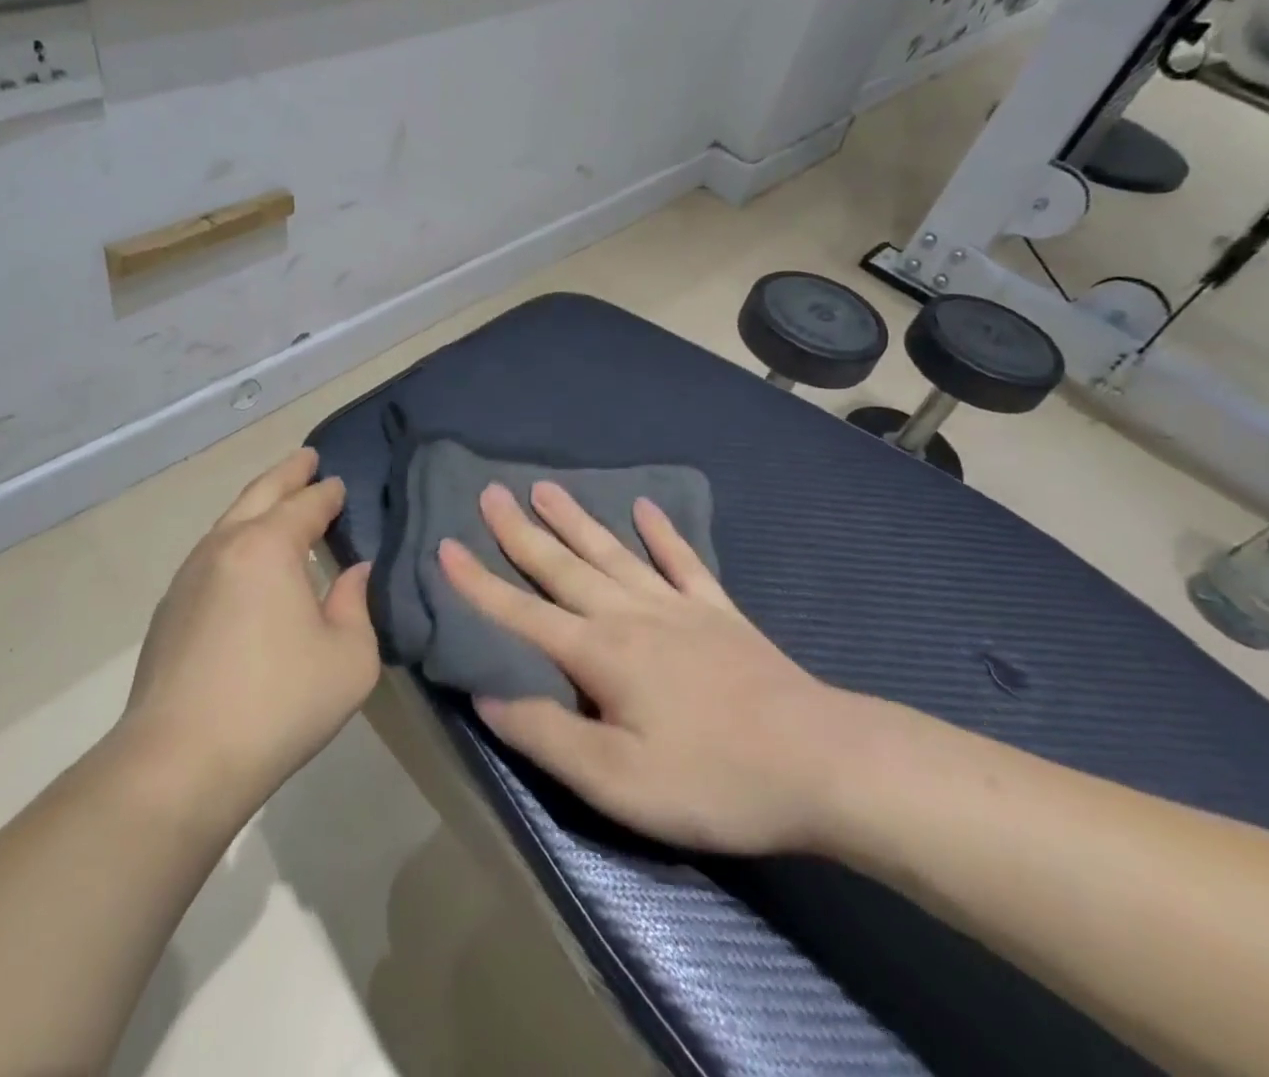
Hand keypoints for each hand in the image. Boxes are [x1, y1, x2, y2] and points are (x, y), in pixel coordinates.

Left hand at [115, 449, 378, 823]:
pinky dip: (236, 540)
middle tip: (306, 459)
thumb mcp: (349, 658)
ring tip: (277, 502)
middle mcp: (224, 548)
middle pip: (259, 495)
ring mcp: (189, 578)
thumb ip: (356, 606)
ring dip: (257, 505)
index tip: (339, 484)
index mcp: (268, 547)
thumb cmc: (279, 702)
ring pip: (228, 523)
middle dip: (287, 474)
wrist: (179, 762)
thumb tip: (354, 574)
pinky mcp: (169, 611)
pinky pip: (211, 555)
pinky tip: (246, 562)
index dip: (326, 493)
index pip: (305, 505)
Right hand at [442, 481, 874, 855]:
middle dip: (520, 531)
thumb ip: (546, 736)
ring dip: (575, 520)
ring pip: (612, 552)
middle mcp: (630, 614)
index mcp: (599, 653)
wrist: (822, 763)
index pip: (522, 612)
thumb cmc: (713, 778)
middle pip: (563, 566)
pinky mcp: (719, 613)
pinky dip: (662, 533)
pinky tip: (645, 508)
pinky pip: (682, 561)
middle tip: (491, 491)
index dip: (478, 582)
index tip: (446, 545)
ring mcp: (678, 607)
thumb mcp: (617, 781)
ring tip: (545, 487)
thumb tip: (484, 697)